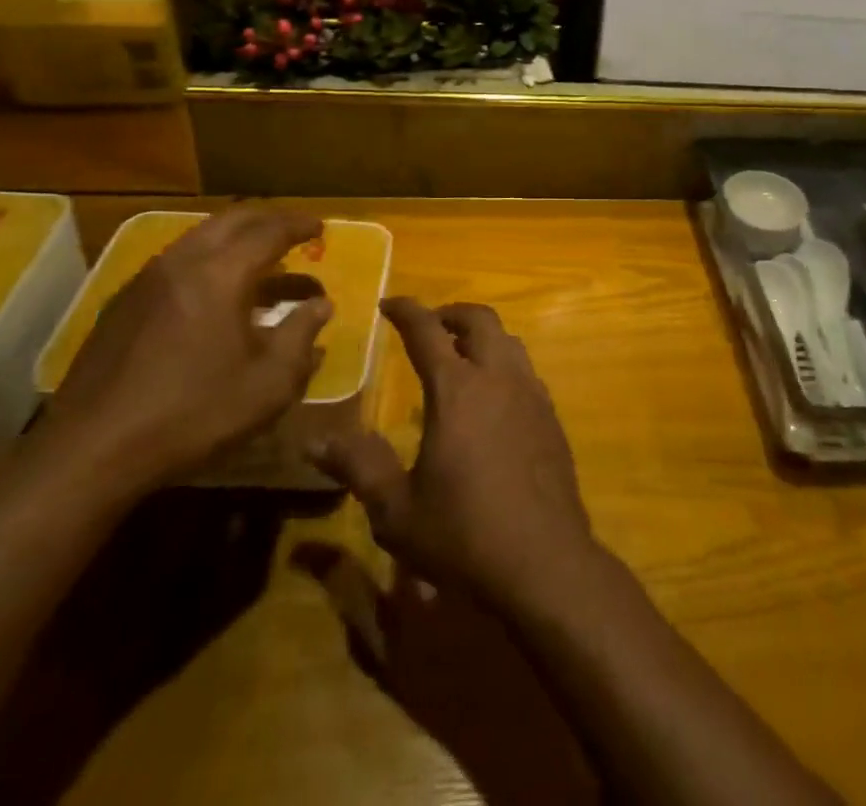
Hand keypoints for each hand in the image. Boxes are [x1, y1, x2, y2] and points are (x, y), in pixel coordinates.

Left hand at [41, 208, 332, 493]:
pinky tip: (215, 296)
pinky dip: (208, 262)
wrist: (90, 451)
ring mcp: (146, 280)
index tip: (321, 227)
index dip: (299, 225)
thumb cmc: (192, 414)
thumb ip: (301, 337)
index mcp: (221, 273)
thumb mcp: (268, 384)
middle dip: (268, 219)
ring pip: (200, 238)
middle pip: (232, 220)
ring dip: (236, 241)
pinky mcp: (123, 304)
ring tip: (261, 263)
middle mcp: (182, 261)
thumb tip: (321, 306)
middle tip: (293, 230)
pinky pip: (177, 262)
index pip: (269, 231)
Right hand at [314, 298, 598, 614]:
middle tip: (429, 326)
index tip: (389, 303)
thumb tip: (314, 439)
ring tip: (461, 356)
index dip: (406, 310)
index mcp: (456, 389)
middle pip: (479, 319)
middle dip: (450, 313)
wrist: (544, 562)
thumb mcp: (396, 509)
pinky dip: (503, 364)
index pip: (426, 330)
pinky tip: (493, 399)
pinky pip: (525, 370)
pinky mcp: (551, 417)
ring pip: (508, 340)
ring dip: (482, 336)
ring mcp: (531, 394)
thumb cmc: (463, 534)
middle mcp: (497, 377)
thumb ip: (358, 466)